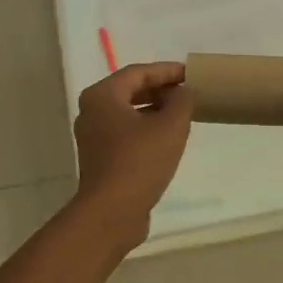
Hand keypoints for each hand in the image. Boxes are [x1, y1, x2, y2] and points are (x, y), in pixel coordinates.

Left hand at [71, 62, 192, 242]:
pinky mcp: (99, 158)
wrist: (112, 212)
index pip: (138, 72)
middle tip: (187, 91)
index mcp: (102, 95)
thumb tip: (182, 92)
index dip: (166, 70)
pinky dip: (145, 128)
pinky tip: (167, 137)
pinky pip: (125, 132)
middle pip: (130, 90)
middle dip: (160, 89)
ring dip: (154, 109)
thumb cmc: (140, 161)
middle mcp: (92, 111)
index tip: (190, 73)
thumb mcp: (171, 126)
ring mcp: (93, 136)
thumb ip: (182, 100)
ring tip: (181, 112)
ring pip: (128, 113)